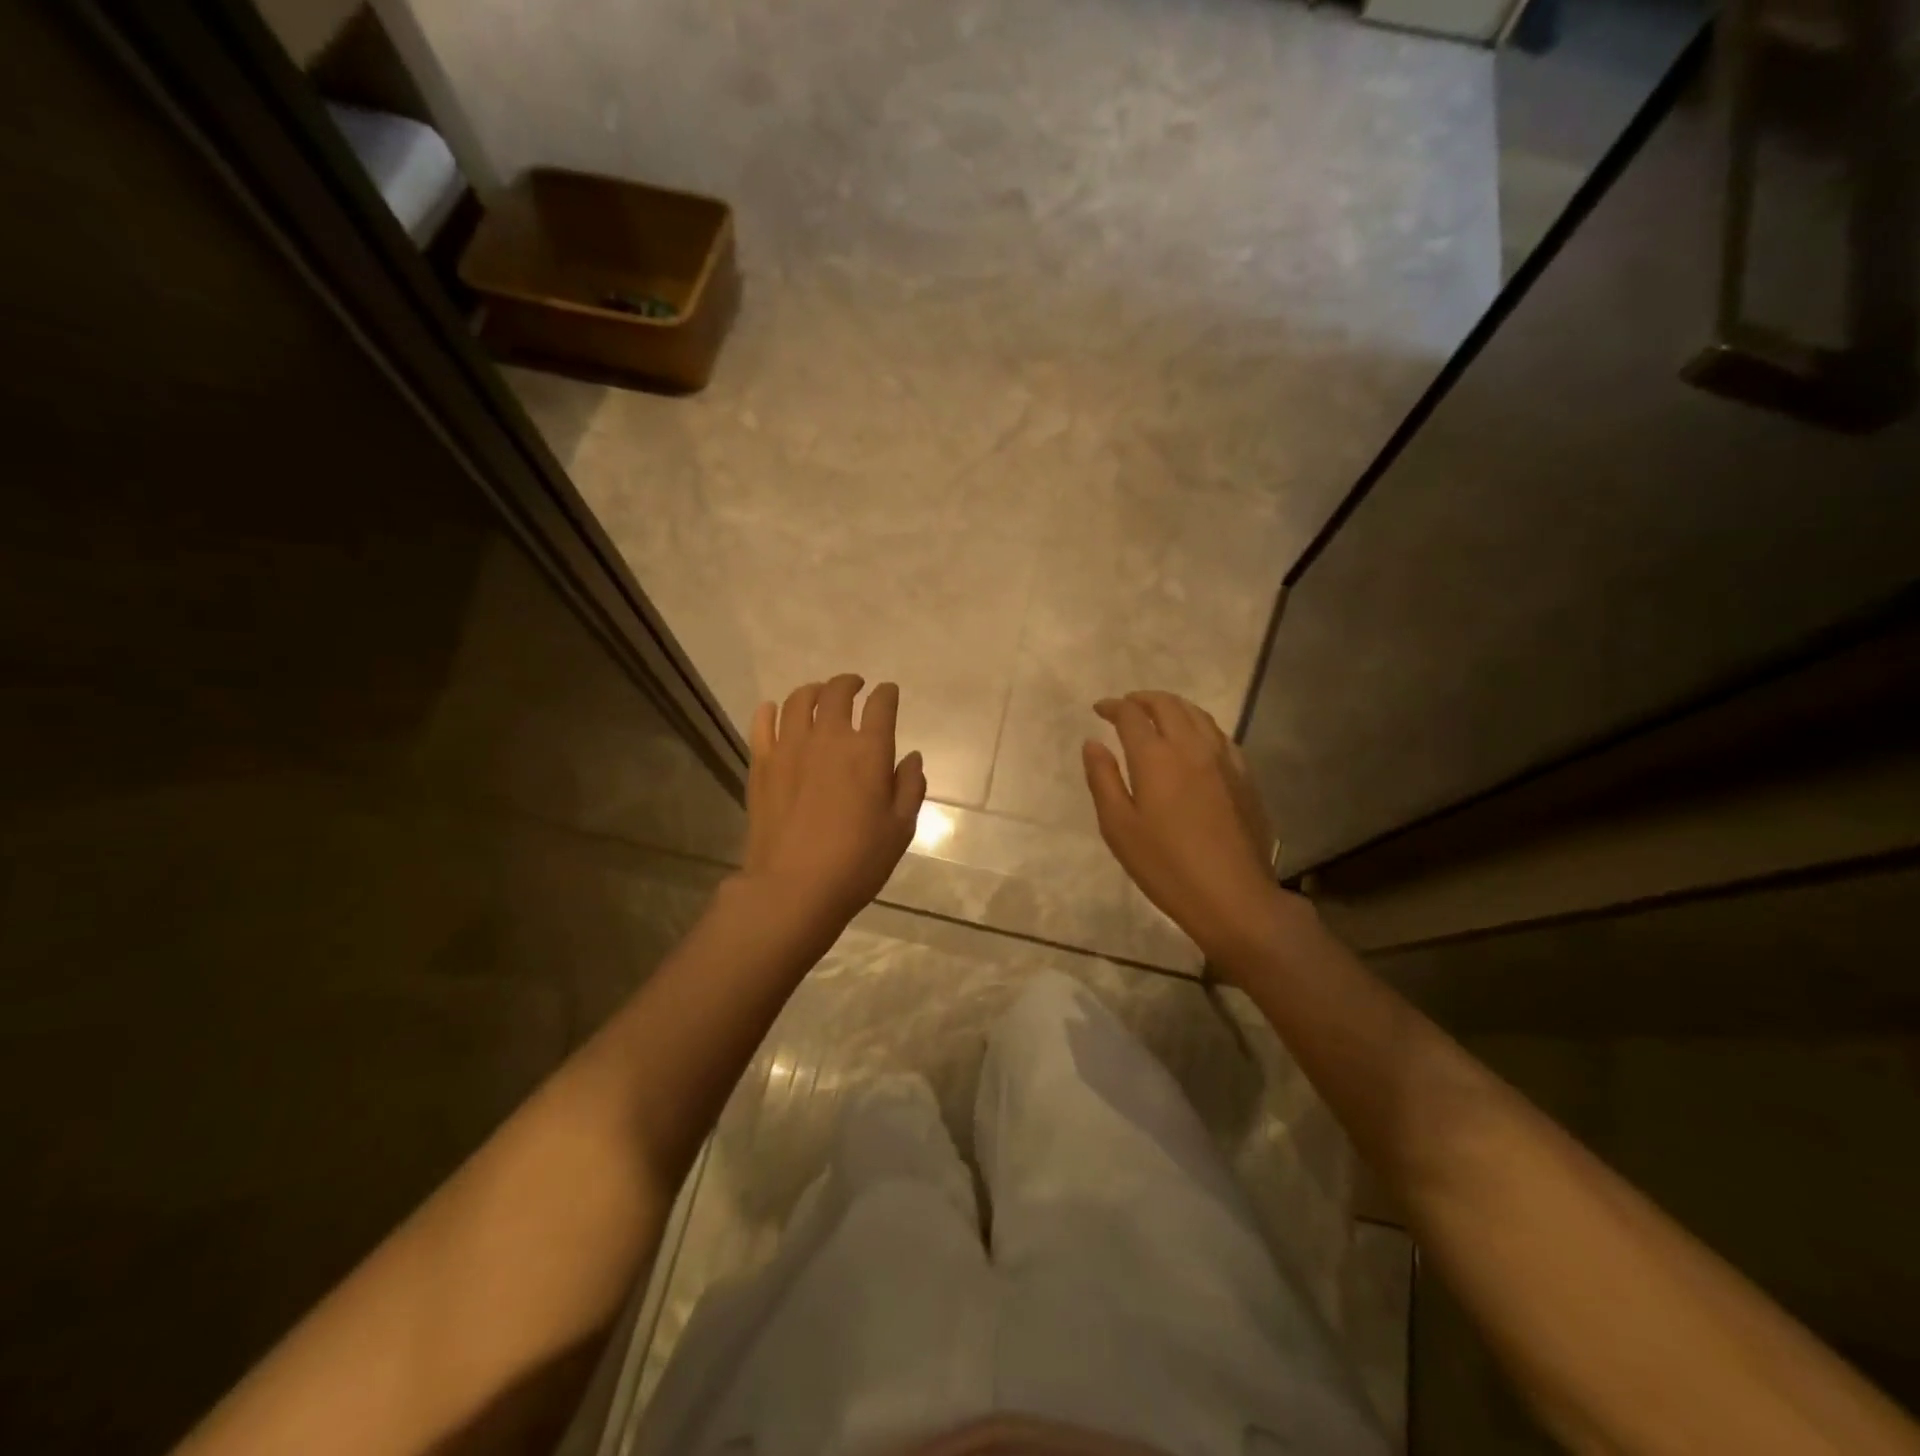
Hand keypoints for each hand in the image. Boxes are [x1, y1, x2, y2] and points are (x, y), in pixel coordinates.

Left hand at [744, 674, 926, 927]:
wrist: (793, 887)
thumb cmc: (857, 862)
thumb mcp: (900, 829)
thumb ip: (909, 786)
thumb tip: (911, 757)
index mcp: (869, 751)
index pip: (881, 705)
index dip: (887, 694)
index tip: (888, 693)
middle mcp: (829, 738)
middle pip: (837, 692)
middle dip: (850, 683)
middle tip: (855, 686)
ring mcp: (790, 747)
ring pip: (799, 700)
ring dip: (813, 691)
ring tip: (819, 696)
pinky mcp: (761, 763)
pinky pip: (763, 723)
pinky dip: (772, 710)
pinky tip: (776, 711)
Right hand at [1083, 690, 1298, 972]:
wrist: (1233, 896)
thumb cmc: (1165, 865)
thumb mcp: (1118, 826)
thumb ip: (1103, 779)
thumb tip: (1093, 743)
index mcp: (1156, 757)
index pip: (1132, 715)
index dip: (1114, 707)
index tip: (1100, 709)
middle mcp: (1192, 747)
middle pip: (1168, 705)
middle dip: (1144, 699)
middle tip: (1127, 705)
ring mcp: (1224, 760)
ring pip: (1198, 715)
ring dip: (1173, 707)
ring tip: (1158, 714)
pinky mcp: (1245, 777)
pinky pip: (1220, 735)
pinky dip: (1199, 726)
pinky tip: (1195, 740)